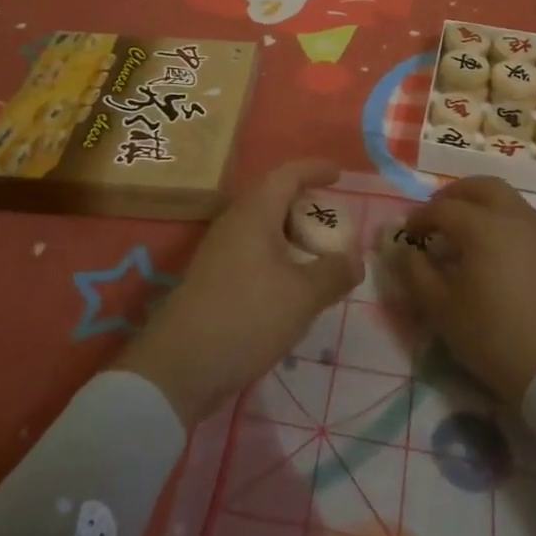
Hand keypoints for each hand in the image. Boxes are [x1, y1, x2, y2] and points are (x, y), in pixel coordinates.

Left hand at [112, 159, 362, 426]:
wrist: (180, 366)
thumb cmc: (247, 316)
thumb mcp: (303, 296)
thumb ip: (334, 272)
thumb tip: (355, 260)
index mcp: (255, 213)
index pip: (287, 174)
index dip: (314, 169)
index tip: (339, 174)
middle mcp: (234, 223)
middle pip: (273, 198)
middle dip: (305, 204)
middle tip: (333, 221)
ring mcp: (220, 251)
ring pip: (262, 227)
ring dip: (291, 233)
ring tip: (318, 253)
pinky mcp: (214, 278)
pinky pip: (253, 251)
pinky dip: (278, 256)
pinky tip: (292, 284)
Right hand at [392, 176, 535, 406]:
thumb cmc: (494, 337)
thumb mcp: (442, 310)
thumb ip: (416, 273)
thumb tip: (403, 250)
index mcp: (483, 226)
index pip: (443, 208)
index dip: (421, 217)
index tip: (408, 232)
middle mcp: (515, 218)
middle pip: (483, 187)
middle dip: (456, 194)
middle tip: (440, 214)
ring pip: (511, 202)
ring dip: (485, 207)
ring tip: (470, 235)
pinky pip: (529, 224)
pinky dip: (508, 226)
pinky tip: (502, 256)